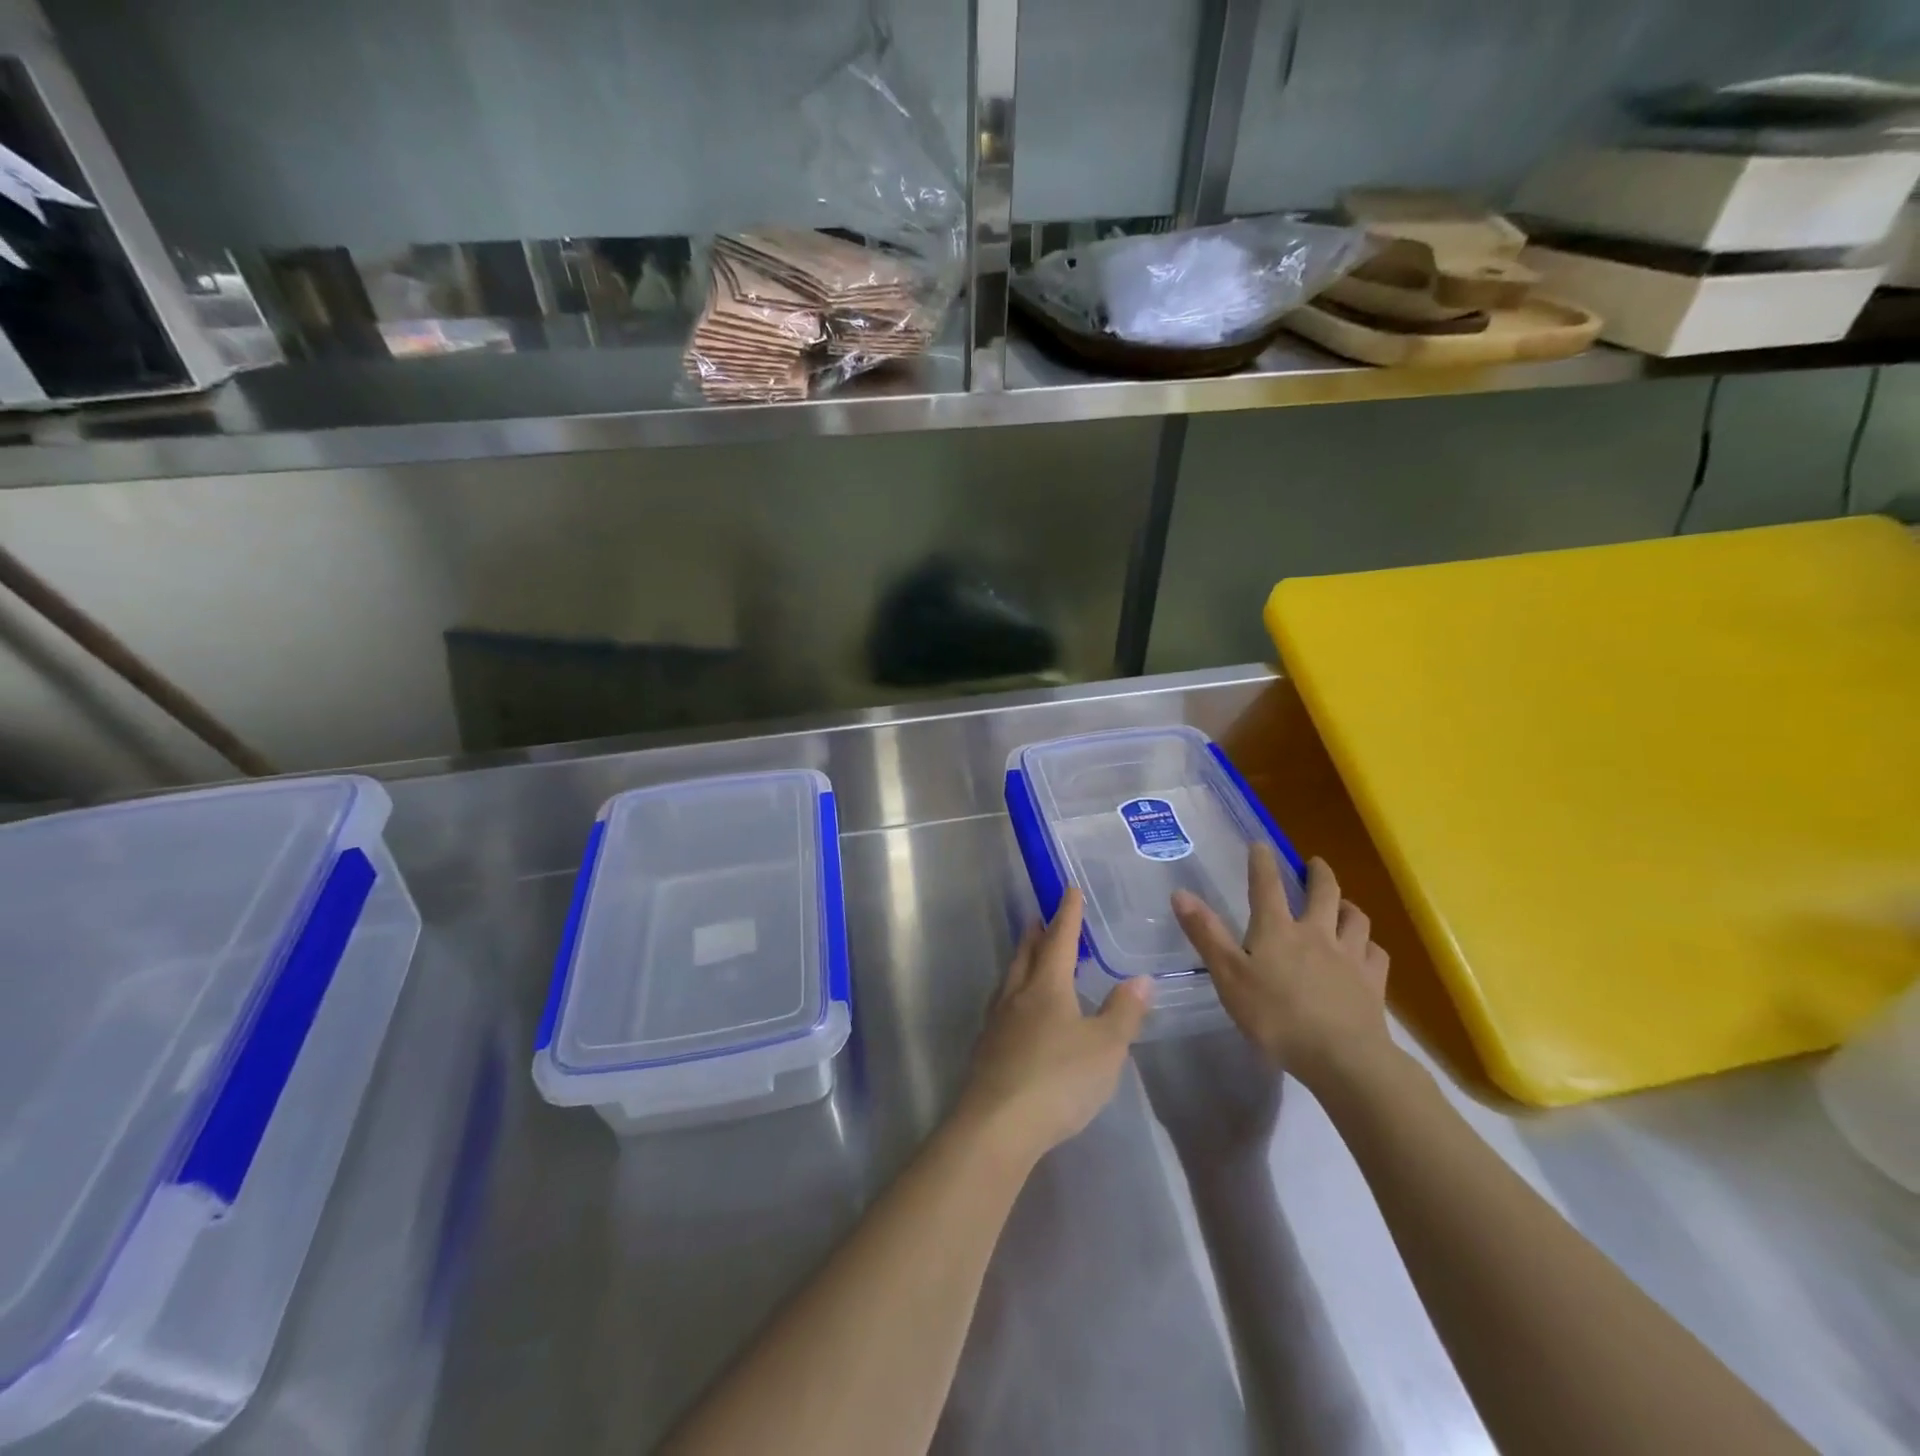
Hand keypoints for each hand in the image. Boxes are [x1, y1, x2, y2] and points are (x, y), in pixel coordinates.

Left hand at [955, 887, 1151, 1165]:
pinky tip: (1018, 1012)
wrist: (997, 1124)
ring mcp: (997, 1022)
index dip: (1067, 914)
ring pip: (1010, 979)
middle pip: (1026, 954)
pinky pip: (1002, 1006)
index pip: (1059, 939)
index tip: (1069, 890)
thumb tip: (1140, 979)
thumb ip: (1124, 1012)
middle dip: (1036, 933)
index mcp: (1047, 986)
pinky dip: (1014, 994)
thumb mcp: (1105, 1047)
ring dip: (1021, 961)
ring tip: (1029, 957)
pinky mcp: (987, 1049)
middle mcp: (1018, 995)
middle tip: (1040, 917)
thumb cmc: (1058, 1079)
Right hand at [1171, 847, 1390, 1092]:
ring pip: (1355, 918)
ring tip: (1343, 905)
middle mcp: (1316, 933)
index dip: (1261, 862)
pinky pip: (1376, 954)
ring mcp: (1350, 956)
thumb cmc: (1276, 1017)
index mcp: (1277, 930)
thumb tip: (1180, 893)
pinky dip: (1370, 946)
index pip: (1266, 885)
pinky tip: (1367, 951)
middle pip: (1323, 892)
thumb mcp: (1228, 976)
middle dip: (1318, 874)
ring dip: (1348, 906)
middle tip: (1315, 864)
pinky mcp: (1373, 983)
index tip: (1260, 844)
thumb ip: (1206, 934)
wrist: (1343, 1058)